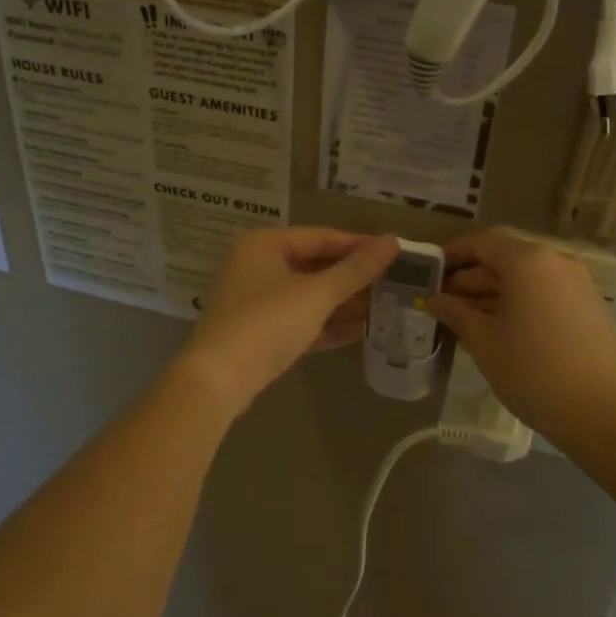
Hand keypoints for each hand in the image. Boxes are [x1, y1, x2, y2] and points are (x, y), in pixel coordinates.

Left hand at [178, 228, 399, 415]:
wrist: (219, 380)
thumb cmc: (268, 323)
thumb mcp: (317, 294)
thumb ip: (356, 270)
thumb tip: (393, 241)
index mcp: (265, 244)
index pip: (321, 237)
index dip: (359, 245)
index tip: (396, 252)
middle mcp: (258, 266)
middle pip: (315, 265)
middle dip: (353, 277)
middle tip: (395, 282)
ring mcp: (257, 301)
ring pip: (309, 295)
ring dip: (344, 302)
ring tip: (387, 306)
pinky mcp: (260, 333)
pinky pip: (301, 320)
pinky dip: (328, 324)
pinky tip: (362, 331)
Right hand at [431, 229, 615, 439]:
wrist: (604, 415)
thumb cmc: (533, 371)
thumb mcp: (484, 341)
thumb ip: (455, 313)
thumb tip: (435, 300)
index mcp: (528, 261)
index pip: (481, 243)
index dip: (452, 255)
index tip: (429, 274)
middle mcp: (556, 262)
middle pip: (504, 259)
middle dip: (470, 278)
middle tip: (441, 303)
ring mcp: (577, 285)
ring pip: (524, 279)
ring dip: (492, 294)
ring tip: (462, 320)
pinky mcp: (589, 308)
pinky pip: (543, 294)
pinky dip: (517, 304)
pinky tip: (497, 331)